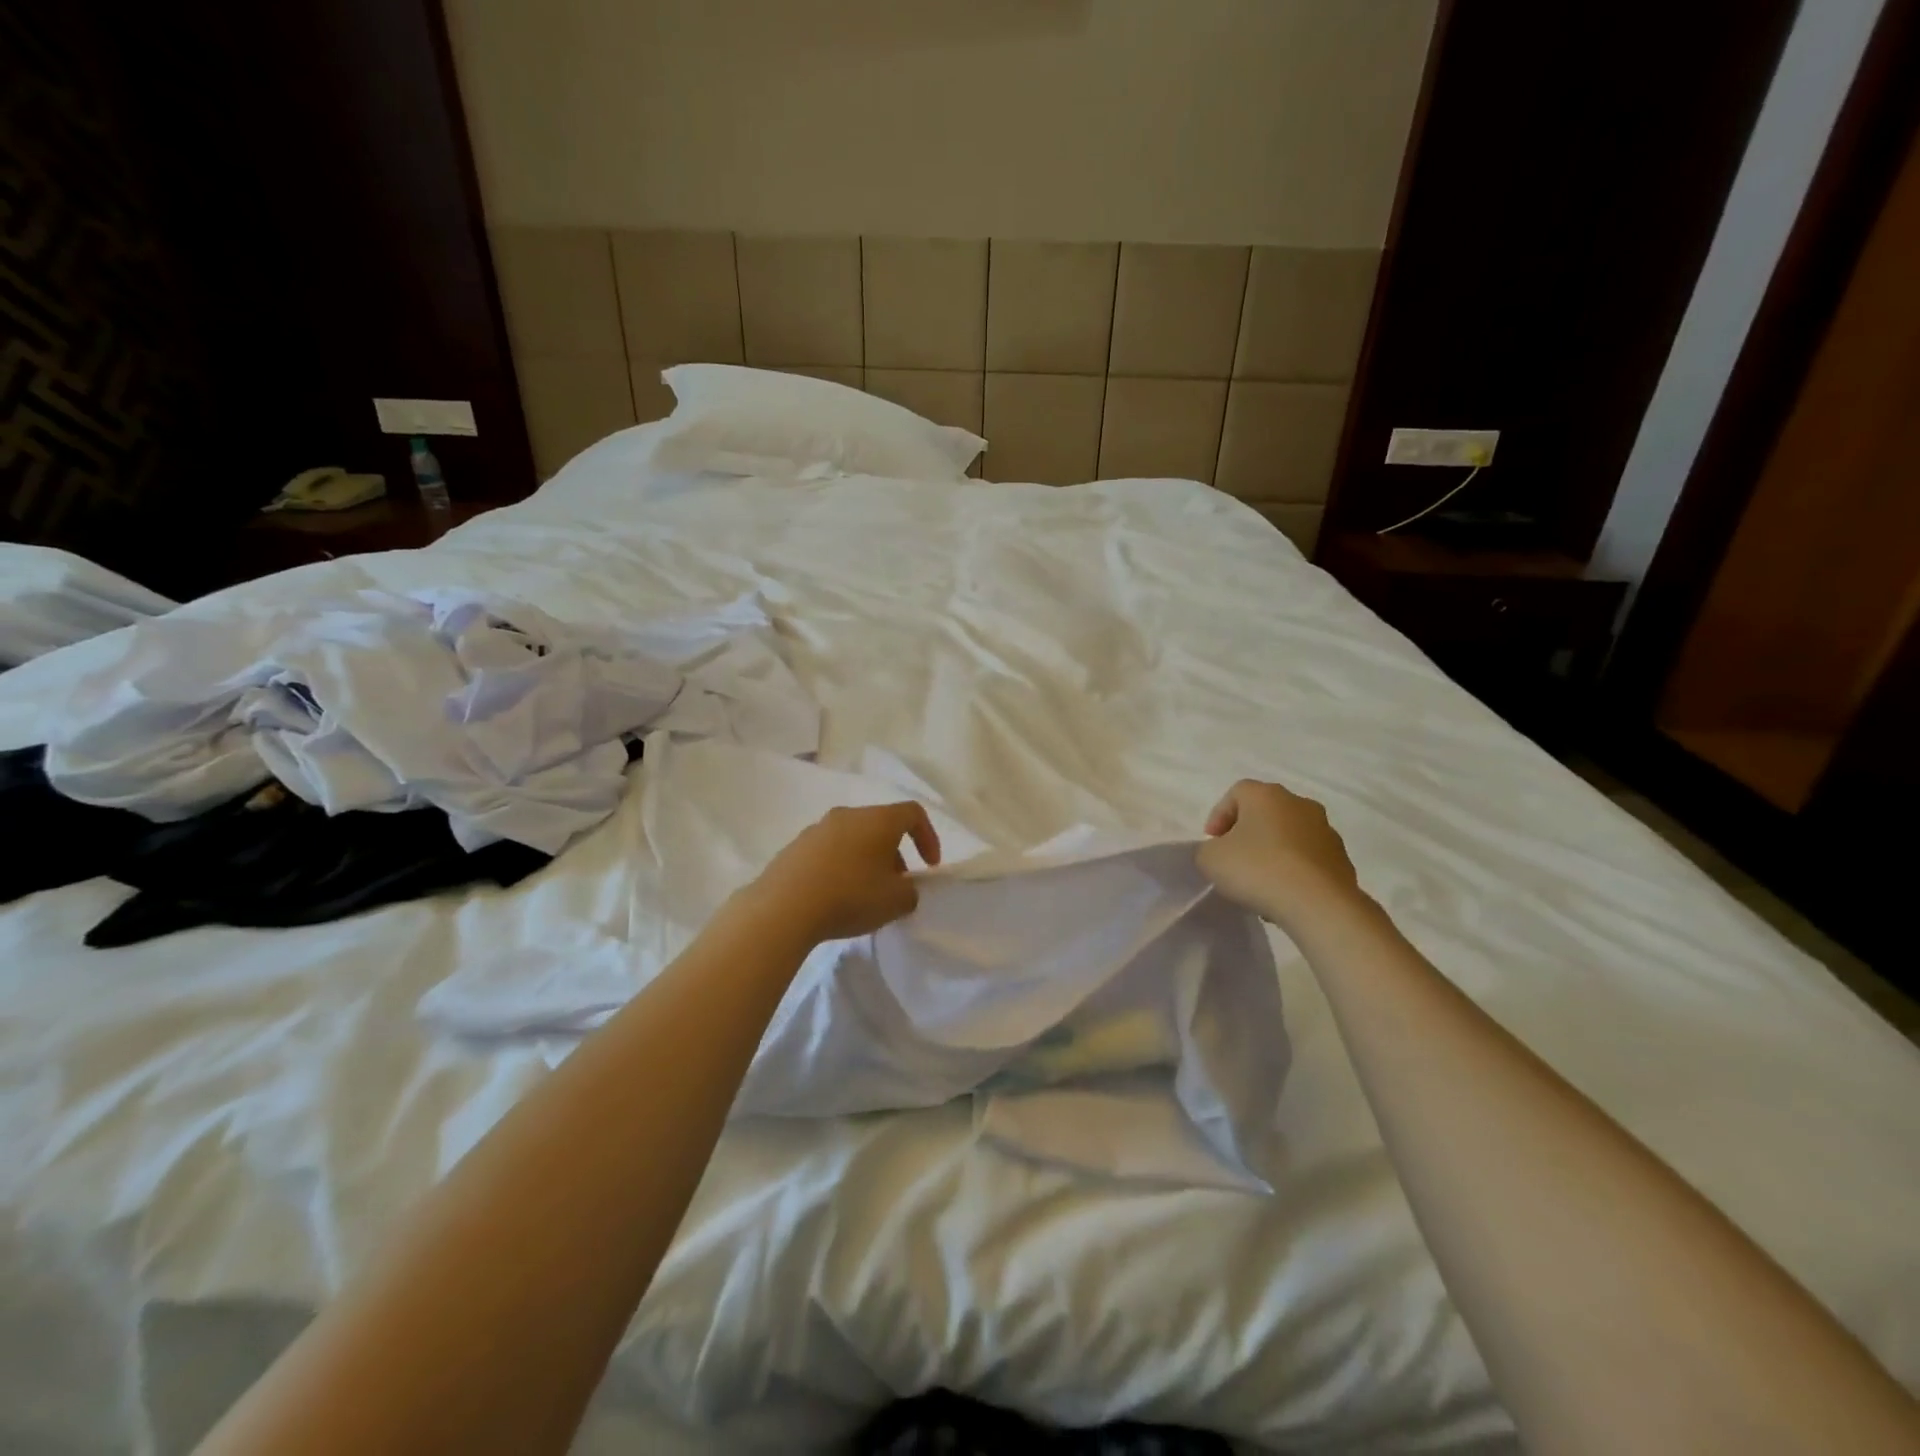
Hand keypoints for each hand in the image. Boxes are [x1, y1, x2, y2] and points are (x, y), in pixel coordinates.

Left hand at [742, 802, 941, 944]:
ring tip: (864, 895)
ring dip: (866, 861)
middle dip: (895, 854)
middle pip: (880, 826)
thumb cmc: (850, 896)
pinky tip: (834, 897)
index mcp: (877, 820)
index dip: (928, 837)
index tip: (929, 867)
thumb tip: (903, 889)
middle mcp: (847, 815)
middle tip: (896, 886)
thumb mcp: (896, 902)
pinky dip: (840, 868)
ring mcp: (817, 829)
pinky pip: (828, 852)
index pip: (913, 813)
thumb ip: (910, 892)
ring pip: (853, 838)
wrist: (783, 907)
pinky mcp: (794, 848)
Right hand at [1196, 779, 1363, 929]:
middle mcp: (1300, 804)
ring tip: (1260, 882)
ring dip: (1273, 852)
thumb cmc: (1257, 869)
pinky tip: (1283, 893)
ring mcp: (1326, 831)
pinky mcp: (1342, 859)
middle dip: (1248, 833)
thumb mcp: (1210, 859)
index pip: (1237, 793)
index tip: (1213, 843)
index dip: (1219, 816)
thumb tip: (1220, 852)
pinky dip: (1294, 870)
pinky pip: (1308, 859)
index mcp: (1266, 795)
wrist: (1319, 904)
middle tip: (1235, 859)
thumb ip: (1208, 850)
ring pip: (1289, 836)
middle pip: (1266, 812)